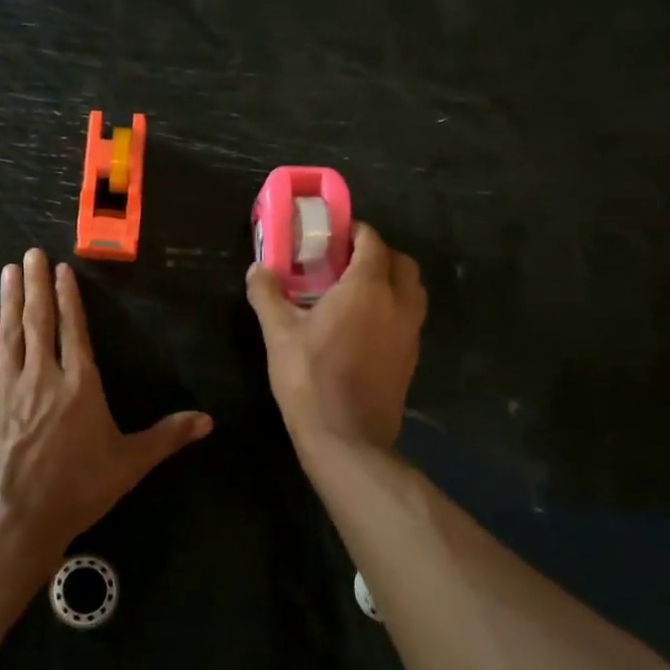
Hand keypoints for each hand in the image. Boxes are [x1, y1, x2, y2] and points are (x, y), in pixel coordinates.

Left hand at [0, 249, 212, 555]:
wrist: (13, 518)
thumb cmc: (76, 489)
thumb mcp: (129, 464)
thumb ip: (166, 437)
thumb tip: (208, 420)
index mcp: (79, 385)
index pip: (73, 330)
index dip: (67, 298)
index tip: (60, 270)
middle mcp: (42, 377)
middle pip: (39, 322)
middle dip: (35, 285)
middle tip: (30, 254)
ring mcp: (5, 389)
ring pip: (10, 335)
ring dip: (9, 301)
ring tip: (9, 272)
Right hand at [246, 222, 425, 449]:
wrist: (346, 437)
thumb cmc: (309, 378)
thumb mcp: (278, 334)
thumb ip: (267, 295)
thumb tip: (258, 269)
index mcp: (367, 288)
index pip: (372, 242)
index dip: (355, 232)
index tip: (333, 235)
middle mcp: (397, 302)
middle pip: (400, 261)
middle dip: (377, 253)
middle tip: (344, 261)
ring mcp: (410, 331)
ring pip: (411, 289)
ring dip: (390, 279)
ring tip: (356, 290)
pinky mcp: (411, 356)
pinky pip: (409, 316)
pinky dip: (393, 306)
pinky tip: (364, 324)